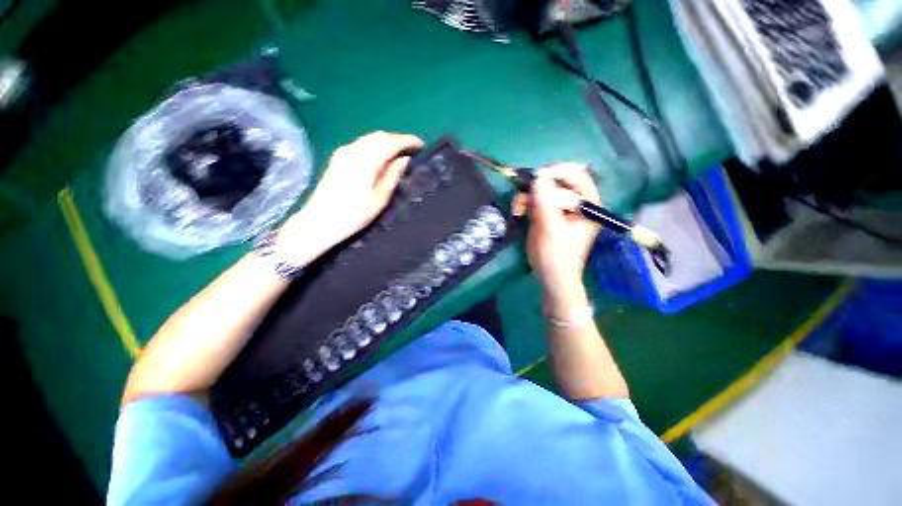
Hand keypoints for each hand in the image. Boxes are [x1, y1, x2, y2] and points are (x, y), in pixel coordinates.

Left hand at [278, 131, 423, 263]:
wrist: (319, 221)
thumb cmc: (354, 214)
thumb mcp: (379, 198)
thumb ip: (392, 175)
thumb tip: (404, 159)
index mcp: (366, 160)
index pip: (390, 142)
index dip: (407, 141)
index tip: (421, 145)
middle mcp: (353, 150)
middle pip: (379, 136)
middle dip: (397, 139)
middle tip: (412, 149)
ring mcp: (343, 152)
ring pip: (369, 138)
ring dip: (386, 141)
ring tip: (399, 153)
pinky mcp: (337, 158)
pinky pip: (361, 144)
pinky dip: (375, 146)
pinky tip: (380, 156)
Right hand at [512, 163, 600, 313]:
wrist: (550, 277)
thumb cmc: (557, 257)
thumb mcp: (552, 230)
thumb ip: (546, 204)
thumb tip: (538, 177)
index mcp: (587, 205)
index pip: (578, 176)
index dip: (559, 172)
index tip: (538, 178)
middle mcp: (574, 203)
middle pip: (557, 181)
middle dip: (538, 188)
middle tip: (525, 195)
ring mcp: (558, 208)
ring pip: (542, 190)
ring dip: (527, 196)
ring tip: (518, 209)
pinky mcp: (544, 214)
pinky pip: (533, 200)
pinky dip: (523, 203)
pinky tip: (517, 212)